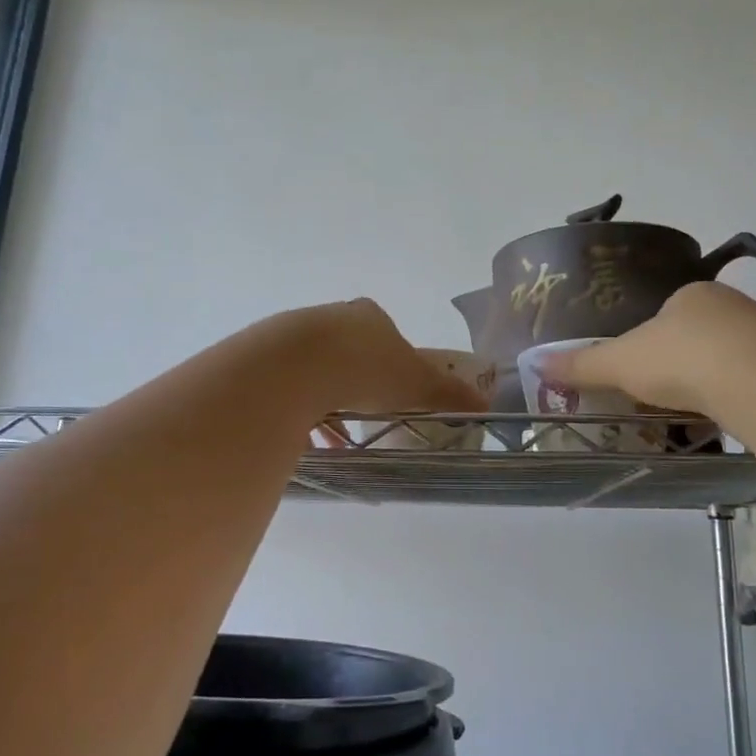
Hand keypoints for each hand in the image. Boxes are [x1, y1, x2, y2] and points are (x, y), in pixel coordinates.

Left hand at [288, 299, 487, 418]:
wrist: (296, 366)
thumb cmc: (366, 367)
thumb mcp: (416, 384)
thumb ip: (448, 394)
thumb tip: (486, 405)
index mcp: (369, 316)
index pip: (386, 333)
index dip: (394, 361)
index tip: (396, 389)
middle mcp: (332, 318)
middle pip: (350, 350)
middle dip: (358, 382)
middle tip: (368, 412)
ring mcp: (296, 336)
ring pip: (317, 370)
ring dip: (328, 400)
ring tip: (337, 436)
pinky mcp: (269, 359)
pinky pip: (290, 388)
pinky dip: (302, 412)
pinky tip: (308, 439)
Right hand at [543, 281, 755, 416]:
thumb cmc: (681, 358)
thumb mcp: (621, 362)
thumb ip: (582, 364)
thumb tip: (536, 362)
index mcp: (691, 295)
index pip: (664, 313)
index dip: (647, 342)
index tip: (638, 371)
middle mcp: (730, 308)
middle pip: (695, 337)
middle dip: (679, 366)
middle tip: (660, 396)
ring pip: (726, 362)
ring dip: (709, 385)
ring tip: (690, 415)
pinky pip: (751, 385)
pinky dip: (734, 403)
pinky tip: (724, 423)